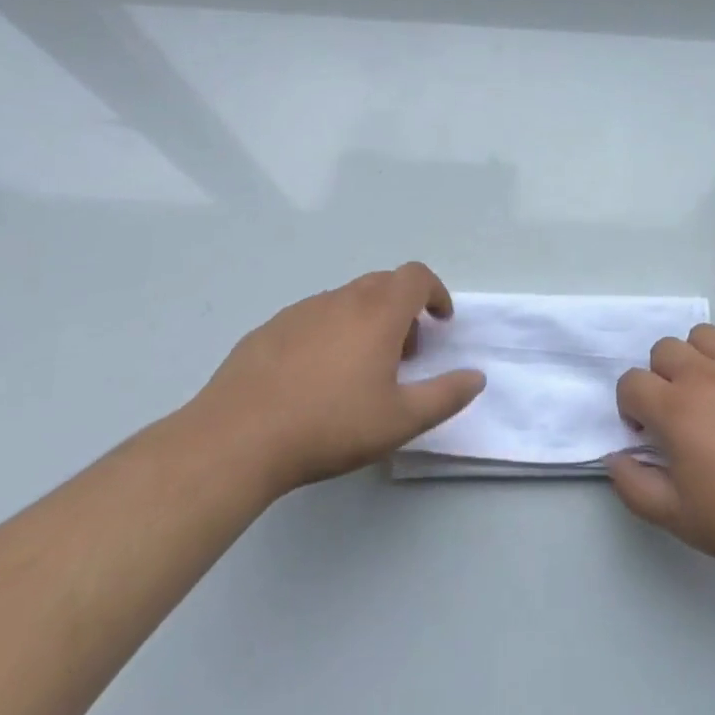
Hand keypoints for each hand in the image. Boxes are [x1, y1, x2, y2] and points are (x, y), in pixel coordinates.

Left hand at [190, 263, 484, 495]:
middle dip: (403, 309)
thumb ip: (445, 395)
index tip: (440, 321)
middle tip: (404, 352)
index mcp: (378, 313)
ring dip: (366, 321)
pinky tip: (314, 378)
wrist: (237, 438)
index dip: (435, 292)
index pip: (416, 277)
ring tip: (359, 370)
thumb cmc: (329, 426)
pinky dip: (330, 333)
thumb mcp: (400, 420)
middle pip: (383, 284)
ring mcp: (301, 311)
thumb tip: (476, 376)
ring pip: (346, 301)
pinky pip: (313, 318)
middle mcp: (342, 300)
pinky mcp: (269, 329)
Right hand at [608, 325, 714, 581]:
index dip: (630, 408)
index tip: (647, 435)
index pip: (630, 383)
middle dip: (659, 379)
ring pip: (699, 335)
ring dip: (693, 359)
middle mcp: (703, 375)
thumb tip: (615, 456)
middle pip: (662, 351)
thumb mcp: (679, 518)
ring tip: (709, 393)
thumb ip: (634, 486)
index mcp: (675, 410)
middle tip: (679, 415)